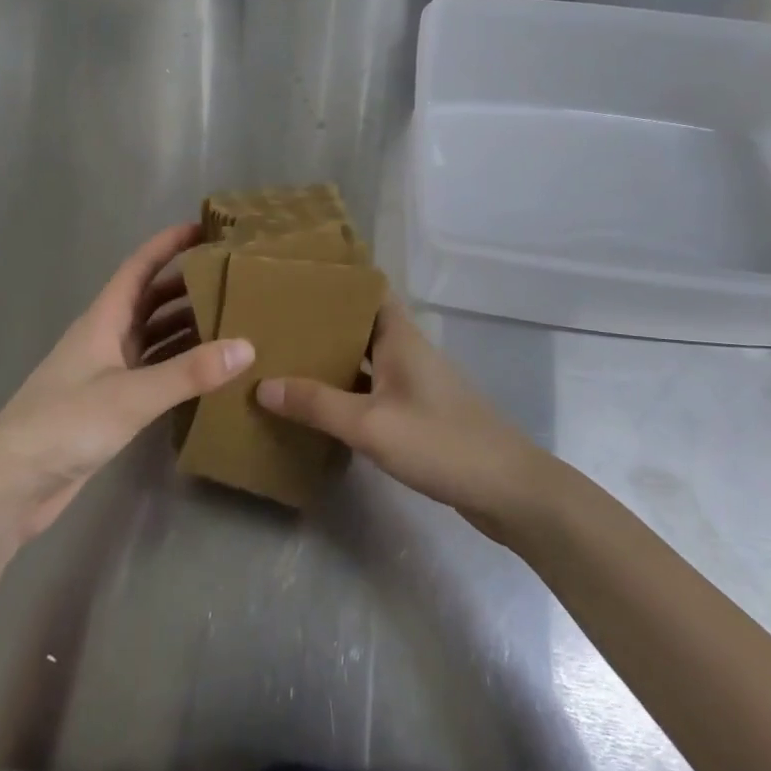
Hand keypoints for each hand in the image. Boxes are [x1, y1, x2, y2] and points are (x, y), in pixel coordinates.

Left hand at [0, 224, 251, 541]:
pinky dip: (178, 365)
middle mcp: (105, 338)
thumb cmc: (65, 424)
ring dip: (186, 326)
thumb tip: (247, 346)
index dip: (169, 244)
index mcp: (102, 320)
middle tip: (233, 280)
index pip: (139, 267)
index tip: (206, 229)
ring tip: (233, 321)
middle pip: (150, 300)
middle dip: (188, 285)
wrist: (11, 486)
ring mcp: (106, 372)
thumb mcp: (131, 395)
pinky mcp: (110, 404)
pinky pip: (152, 371)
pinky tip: (208, 371)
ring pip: (153, 336)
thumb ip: (189, 372)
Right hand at [255, 299, 549, 535]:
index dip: (334, 282)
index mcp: (400, 337)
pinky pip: (375, 388)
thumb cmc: (441, 443)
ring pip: (366, 358)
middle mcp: (407, 350)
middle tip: (275, 324)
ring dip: (333, 358)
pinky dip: (348, 390)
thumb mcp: (371, 424)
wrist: (508, 490)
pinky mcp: (419, 411)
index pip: (367, 290)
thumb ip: (317, 405)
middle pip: (361, 324)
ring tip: (285, 360)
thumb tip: (263, 385)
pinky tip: (320, 405)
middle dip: (322, 323)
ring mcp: (415, 382)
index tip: (294, 281)